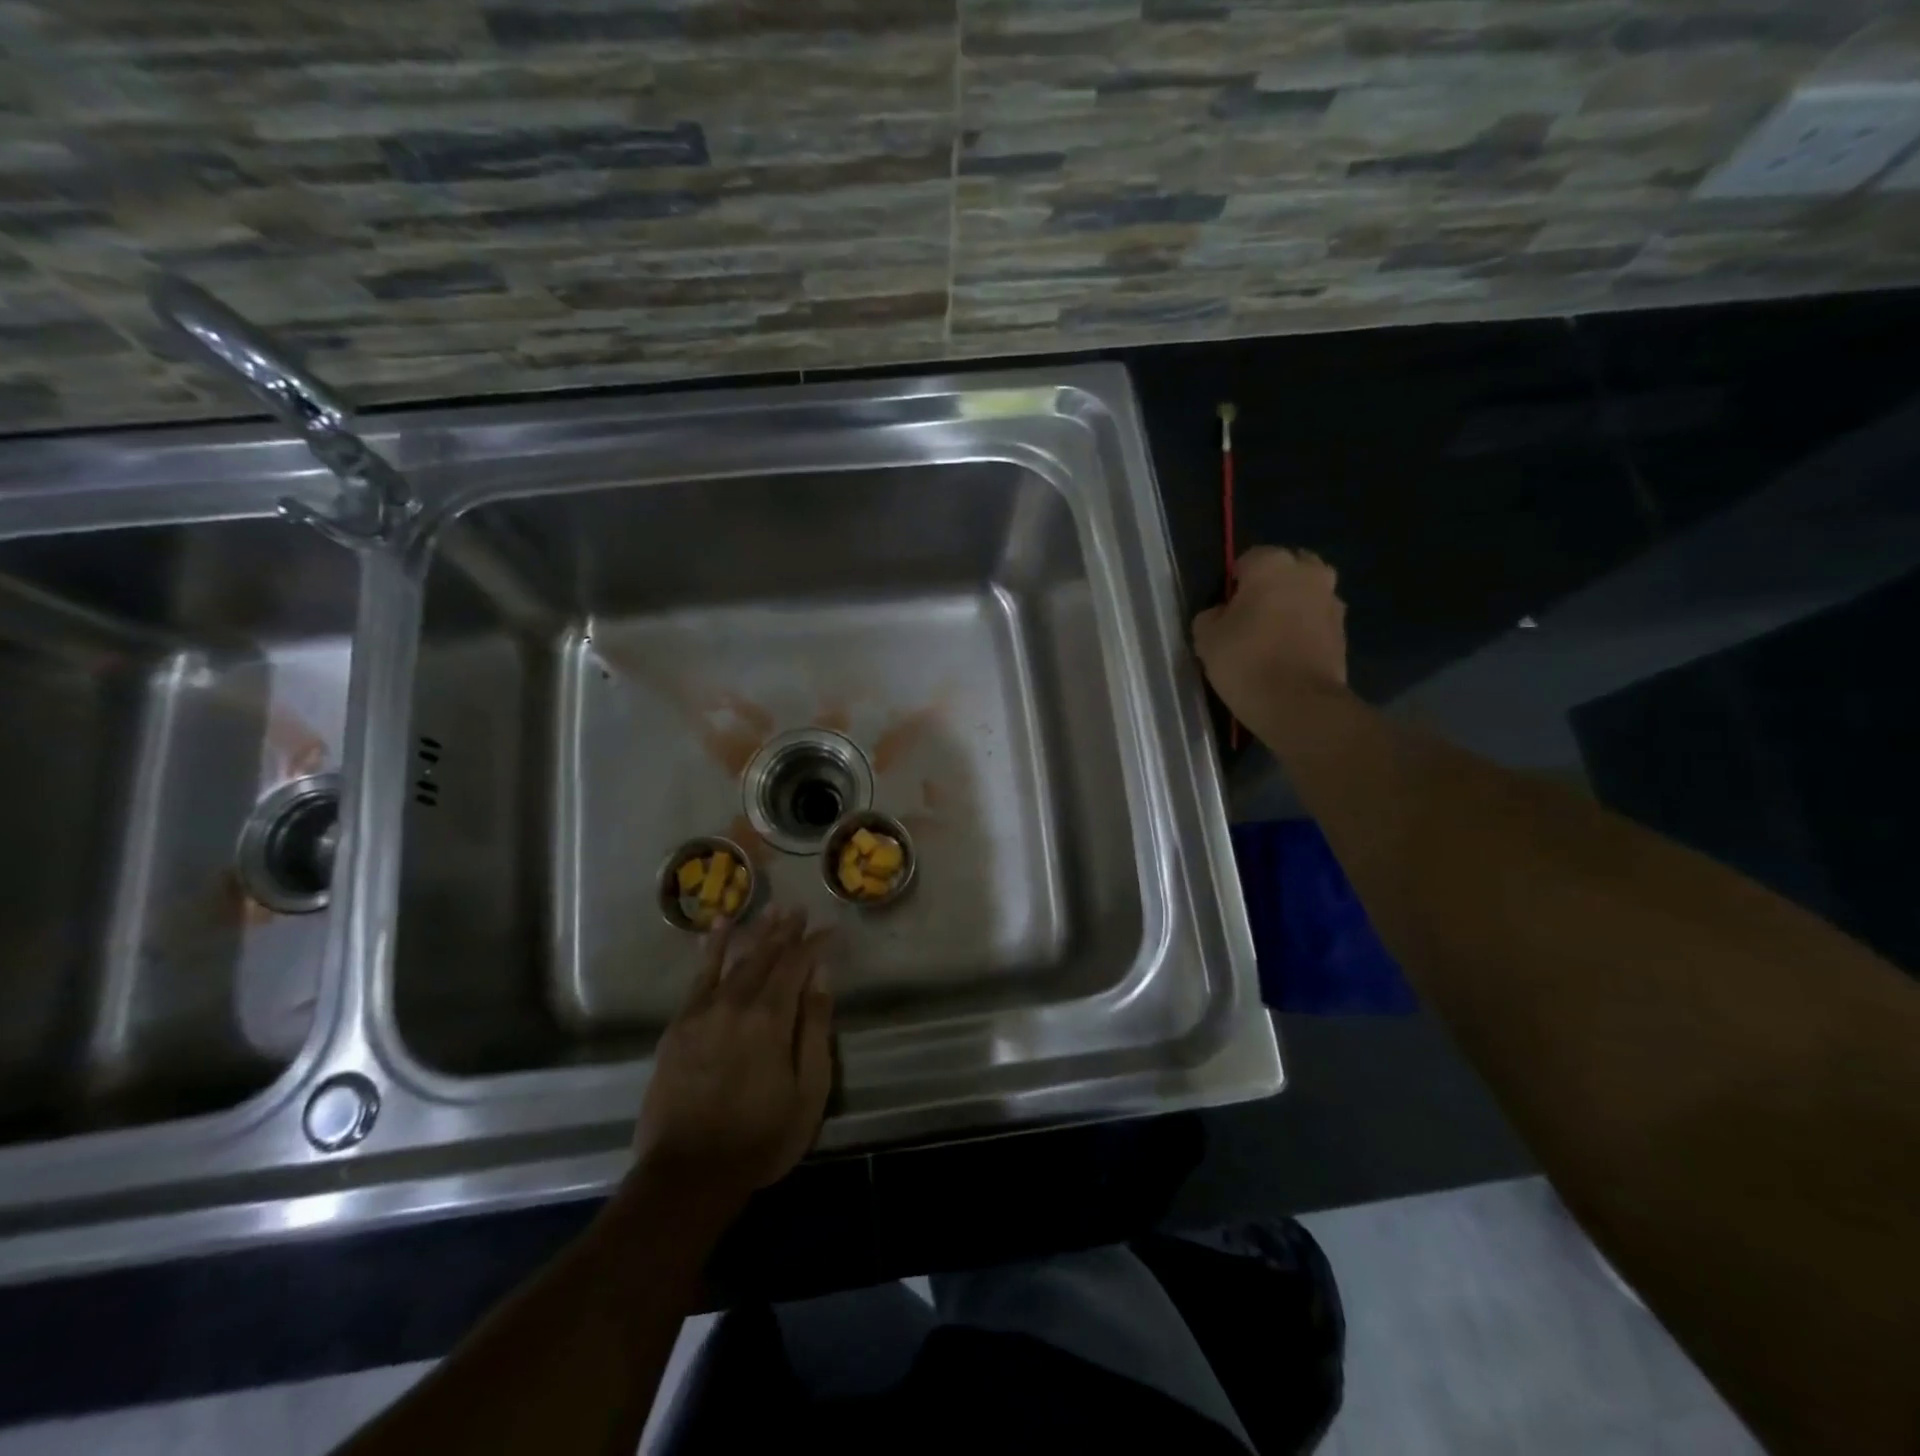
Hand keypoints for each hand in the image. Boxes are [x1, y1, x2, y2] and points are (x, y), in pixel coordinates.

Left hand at [632, 907, 835, 1213]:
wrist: (688, 1173)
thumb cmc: (760, 1137)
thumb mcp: (808, 1091)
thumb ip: (814, 1029)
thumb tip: (821, 977)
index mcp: (772, 1018)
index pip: (797, 964)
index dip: (815, 944)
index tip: (830, 929)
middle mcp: (737, 1003)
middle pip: (766, 955)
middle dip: (786, 930)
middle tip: (799, 908)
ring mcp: (704, 1011)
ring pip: (735, 959)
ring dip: (755, 932)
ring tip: (770, 908)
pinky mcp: (679, 1025)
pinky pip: (699, 976)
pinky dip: (711, 949)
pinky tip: (718, 929)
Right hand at [1192, 546, 1347, 720]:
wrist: (1299, 705)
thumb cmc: (1246, 662)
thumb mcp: (1206, 638)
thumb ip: (1211, 616)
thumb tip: (1222, 614)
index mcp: (1273, 564)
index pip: (1248, 559)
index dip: (1234, 583)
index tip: (1225, 609)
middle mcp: (1309, 573)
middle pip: (1287, 568)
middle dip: (1271, 586)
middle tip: (1250, 617)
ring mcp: (1332, 601)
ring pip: (1306, 593)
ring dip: (1292, 606)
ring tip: (1270, 637)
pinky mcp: (1343, 632)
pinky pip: (1317, 621)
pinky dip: (1305, 630)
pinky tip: (1287, 654)